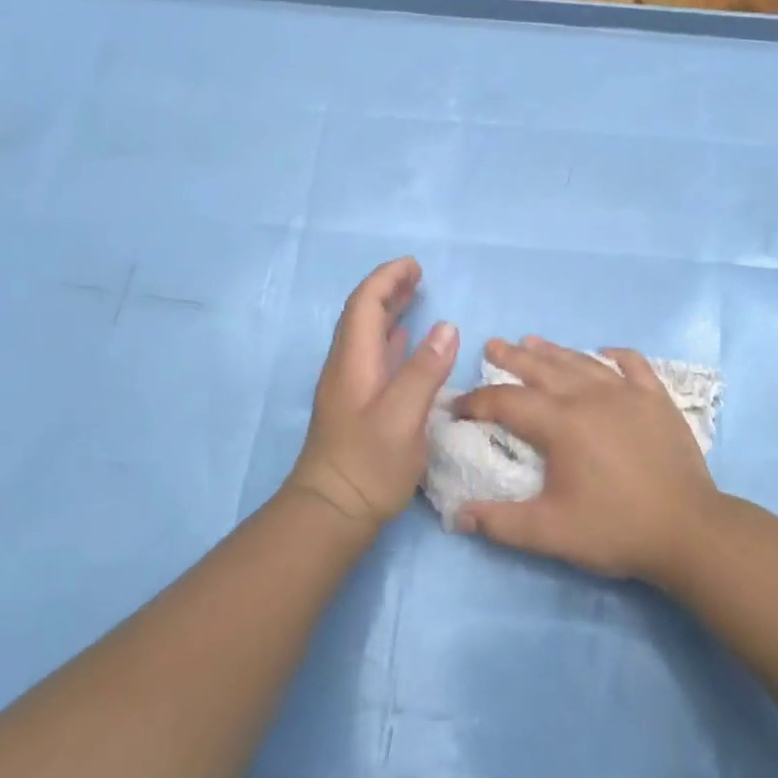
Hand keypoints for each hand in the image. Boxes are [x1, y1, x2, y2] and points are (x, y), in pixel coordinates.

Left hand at [286, 257, 457, 530]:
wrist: (331, 512)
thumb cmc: (368, 464)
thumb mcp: (403, 416)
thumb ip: (424, 370)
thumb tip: (447, 327)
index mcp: (354, 362)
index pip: (365, 305)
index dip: (387, 279)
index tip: (414, 265)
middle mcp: (346, 367)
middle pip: (362, 315)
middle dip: (388, 289)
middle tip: (418, 276)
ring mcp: (349, 387)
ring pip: (367, 335)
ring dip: (389, 311)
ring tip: (415, 298)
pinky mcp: (355, 406)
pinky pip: (373, 356)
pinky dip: (391, 339)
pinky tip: (405, 344)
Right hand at [452, 337, 721, 584]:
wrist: (688, 530)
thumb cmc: (615, 529)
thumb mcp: (550, 532)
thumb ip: (500, 522)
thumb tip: (458, 516)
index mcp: (561, 424)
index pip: (507, 402)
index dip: (478, 402)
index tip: (458, 406)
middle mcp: (590, 397)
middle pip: (543, 368)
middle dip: (512, 357)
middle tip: (492, 345)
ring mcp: (628, 394)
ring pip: (582, 362)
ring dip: (554, 351)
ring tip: (532, 341)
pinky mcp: (657, 400)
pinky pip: (634, 365)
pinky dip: (616, 355)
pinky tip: (605, 352)